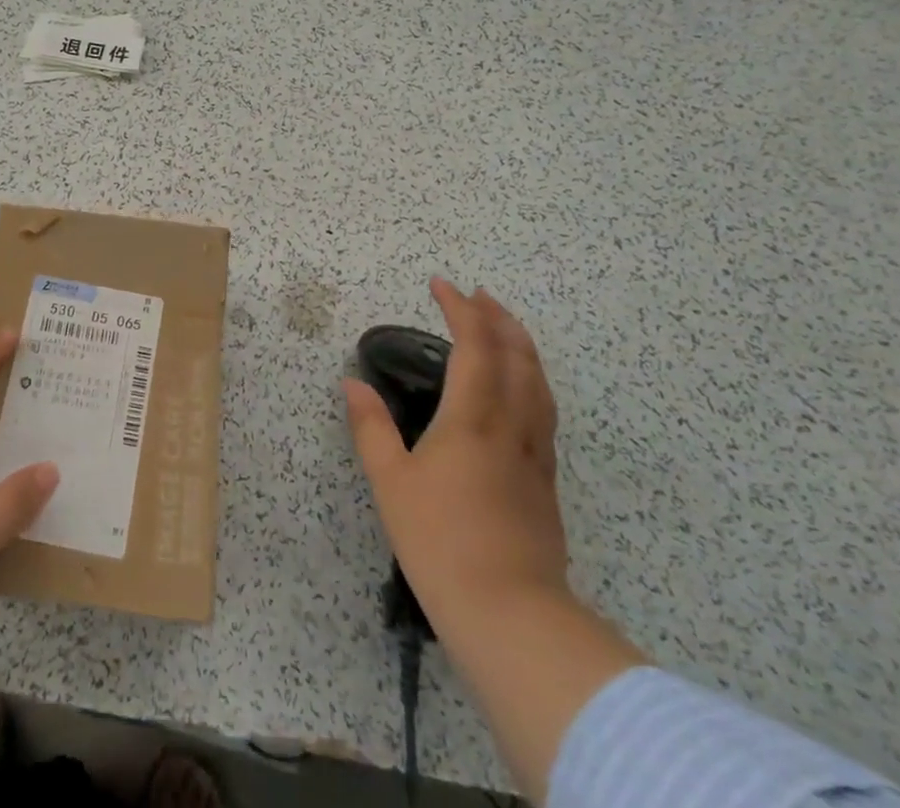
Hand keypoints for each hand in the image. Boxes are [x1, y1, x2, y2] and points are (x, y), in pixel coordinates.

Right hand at [343, 278, 567, 626]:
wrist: (511, 615)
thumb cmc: (440, 541)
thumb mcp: (390, 483)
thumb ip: (371, 428)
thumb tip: (353, 384)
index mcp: (473, 420)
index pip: (475, 347)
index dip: (461, 309)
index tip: (441, 284)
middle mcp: (511, 426)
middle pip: (518, 357)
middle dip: (499, 319)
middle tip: (480, 295)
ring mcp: (535, 455)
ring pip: (539, 383)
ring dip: (522, 345)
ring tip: (505, 328)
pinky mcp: (546, 482)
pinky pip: (544, 411)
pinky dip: (533, 381)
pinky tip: (521, 390)